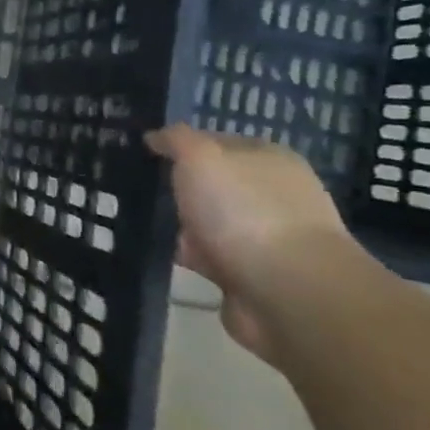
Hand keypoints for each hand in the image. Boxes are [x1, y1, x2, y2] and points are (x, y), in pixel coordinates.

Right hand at [144, 124, 367, 363]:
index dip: (181, 146)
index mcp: (270, 159)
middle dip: (180, 190)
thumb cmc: (244, 210)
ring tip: (145, 226)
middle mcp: (274, 194)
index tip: (146, 155)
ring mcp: (268, 237)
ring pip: (210, 222)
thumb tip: (155, 137)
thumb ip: (175, 140)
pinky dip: (191, 258)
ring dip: (182, 227)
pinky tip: (166, 256)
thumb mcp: (200, 156)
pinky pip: (211, 257)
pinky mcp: (257, 275)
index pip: (217, 142)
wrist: (288, 293)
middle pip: (213, 184)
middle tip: (140, 191)